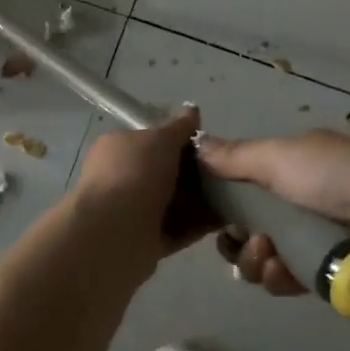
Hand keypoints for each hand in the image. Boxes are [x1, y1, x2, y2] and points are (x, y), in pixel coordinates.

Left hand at [66, 107, 215, 276]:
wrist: (115, 233)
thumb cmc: (135, 174)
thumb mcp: (160, 139)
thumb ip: (179, 127)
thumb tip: (192, 110)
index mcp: (117, 148)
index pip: (151, 140)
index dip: (180, 141)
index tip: (209, 146)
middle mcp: (121, 178)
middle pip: (164, 172)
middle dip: (194, 173)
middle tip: (225, 172)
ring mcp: (132, 211)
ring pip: (173, 202)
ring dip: (200, 200)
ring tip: (234, 196)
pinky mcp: (145, 240)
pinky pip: (178, 229)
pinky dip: (199, 224)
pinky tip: (226, 219)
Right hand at [195, 129, 349, 297]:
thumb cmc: (336, 178)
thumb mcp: (281, 155)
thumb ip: (235, 156)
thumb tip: (196, 143)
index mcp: (297, 165)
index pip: (247, 184)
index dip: (225, 199)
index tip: (212, 212)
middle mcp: (305, 199)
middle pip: (250, 224)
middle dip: (239, 236)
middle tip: (247, 240)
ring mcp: (318, 238)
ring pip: (265, 256)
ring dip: (256, 259)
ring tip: (269, 257)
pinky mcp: (330, 274)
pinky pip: (287, 279)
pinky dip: (278, 277)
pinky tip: (283, 274)